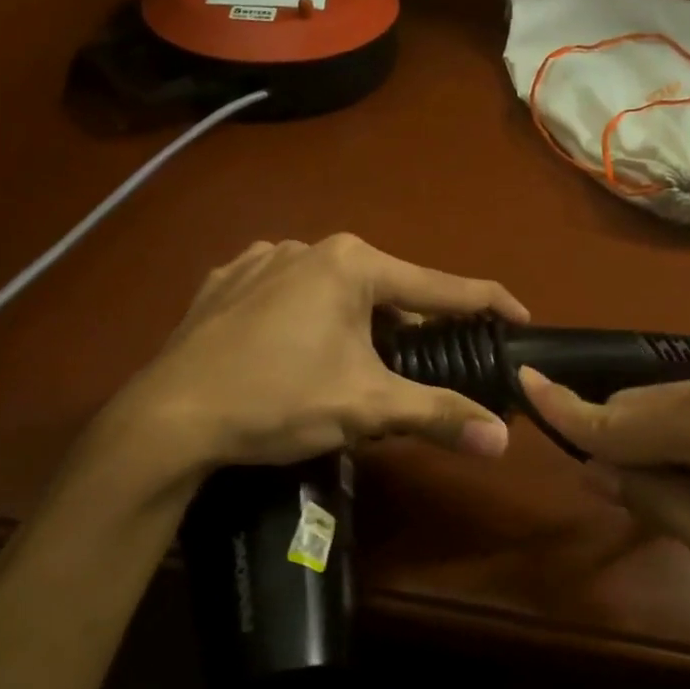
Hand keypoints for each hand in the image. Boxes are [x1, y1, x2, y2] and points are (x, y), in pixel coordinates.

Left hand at [91, 235, 528, 481]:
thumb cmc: (278, 400)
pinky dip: (308, 317)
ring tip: (361, 363)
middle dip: (413, 324)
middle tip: (432, 361)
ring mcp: (260, 259)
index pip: (440, 285)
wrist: (169, 416)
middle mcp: (308, 245)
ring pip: (334, 289)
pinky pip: (287, 293)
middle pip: (386, 288)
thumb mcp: (366, 407)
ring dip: (359, 322)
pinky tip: (300, 347)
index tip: (520, 316)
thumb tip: (502, 442)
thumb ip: (439, 415)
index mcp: (351, 264)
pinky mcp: (226, 281)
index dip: (486, 303)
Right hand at [520, 367, 689, 646]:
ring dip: (652, 446)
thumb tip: (596, 467)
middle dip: (611, 441)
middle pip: (639, 406)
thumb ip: (658, 500)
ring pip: (674, 409)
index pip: (612, 415)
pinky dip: (688, 444)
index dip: (561, 407)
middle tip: (611, 496)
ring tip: (668, 502)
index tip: (518, 381)